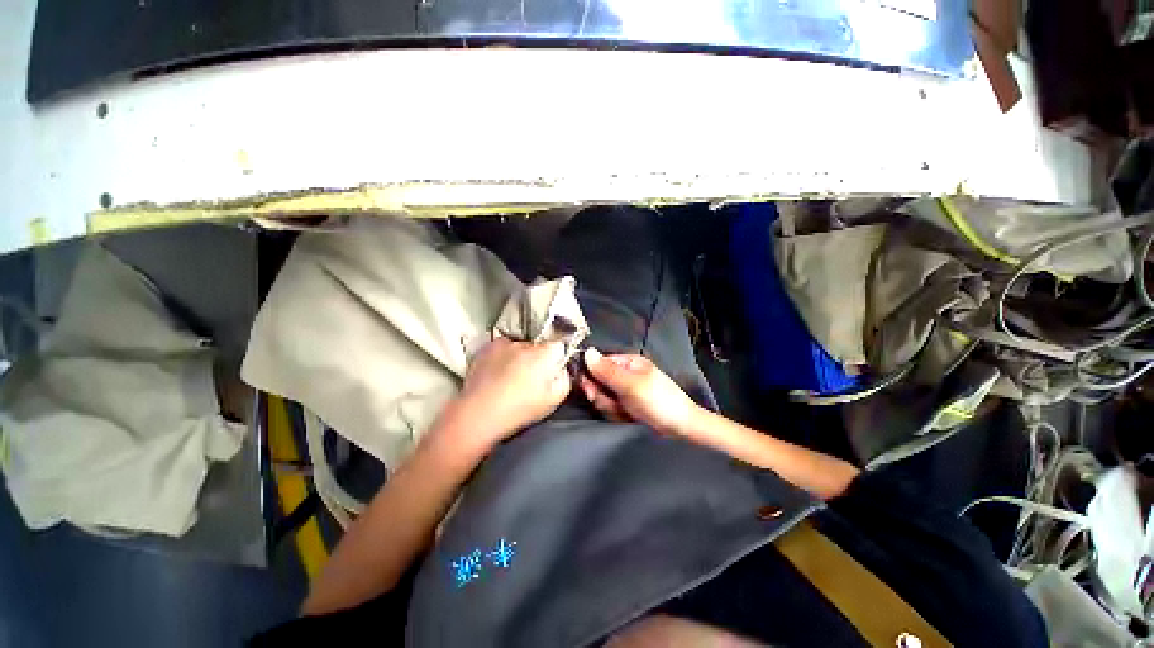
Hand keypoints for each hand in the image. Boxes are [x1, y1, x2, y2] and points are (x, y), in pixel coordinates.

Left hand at [433, 338, 571, 453]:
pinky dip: (503, 356)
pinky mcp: (487, 348)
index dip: (558, 357)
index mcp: (545, 353)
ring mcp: (505, 344)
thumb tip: (562, 368)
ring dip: (520, 357)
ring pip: (519, 346)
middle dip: (539, 358)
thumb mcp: (555, 399)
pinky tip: (499, 372)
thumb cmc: (521, 409)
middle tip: (532, 378)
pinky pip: (502, 348)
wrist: (480, 414)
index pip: (559, 346)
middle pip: (539, 346)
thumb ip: (565, 378)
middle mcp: (526, 343)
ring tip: (512, 377)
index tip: (553, 370)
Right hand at [578, 348, 701, 436]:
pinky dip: (617, 415)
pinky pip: (611, 409)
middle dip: (603, 397)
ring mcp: (625, 391)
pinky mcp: (627, 406)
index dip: (591, 378)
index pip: (598, 364)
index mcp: (627, 362)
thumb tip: (586, 352)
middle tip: (615, 404)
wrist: (680, 428)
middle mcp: (624, 374)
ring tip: (626, 412)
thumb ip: (607, 371)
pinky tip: (628, 417)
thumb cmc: (658, 401)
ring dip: (610, 407)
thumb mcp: (631, 385)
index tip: (592, 392)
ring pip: (603, 398)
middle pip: (598, 383)